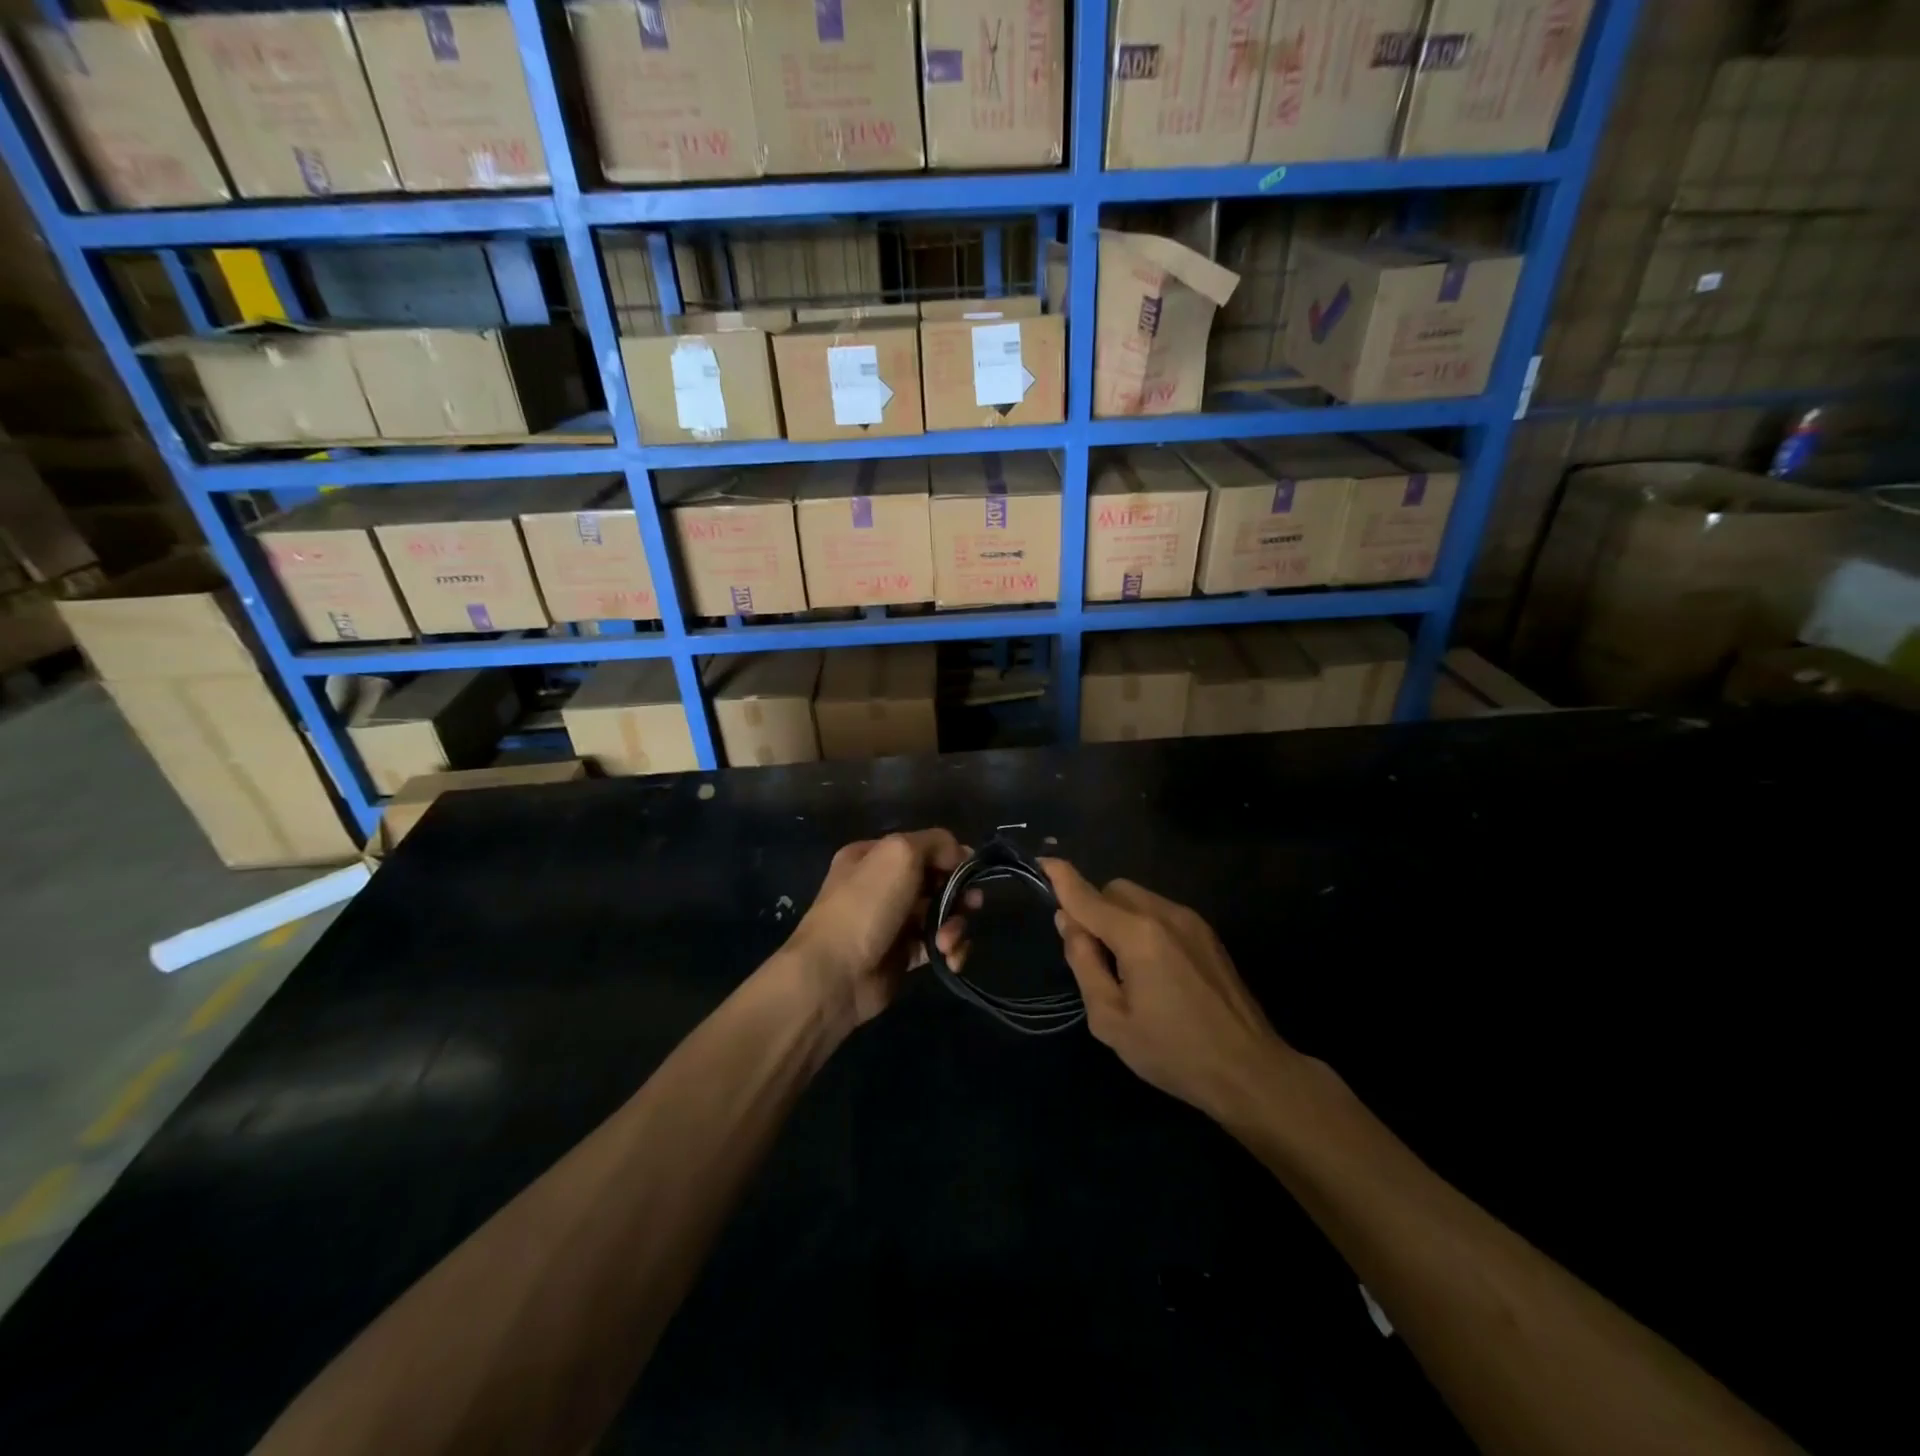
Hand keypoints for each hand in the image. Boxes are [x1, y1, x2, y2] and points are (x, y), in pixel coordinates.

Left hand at [785, 830, 974, 1028]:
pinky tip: (949, 958)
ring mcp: (893, 921)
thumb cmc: (866, 906)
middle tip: (971, 905)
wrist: (834, 975)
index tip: (969, 874)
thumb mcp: (899, 853)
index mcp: (874, 855)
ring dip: (955, 925)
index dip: (951, 858)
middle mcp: (883, 885)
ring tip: (947, 942)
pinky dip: (951, 950)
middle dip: (959, 894)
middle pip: (938, 881)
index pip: (925, 847)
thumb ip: (935, 843)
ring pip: (942, 914)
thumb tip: (961, 854)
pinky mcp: (904, 955)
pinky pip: (939, 944)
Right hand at [1040, 859, 1290, 1120]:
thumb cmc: (1173, 1052)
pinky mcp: (1207, 933)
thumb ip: (1084, 963)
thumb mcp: (1111, 1019)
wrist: (1249, 1070)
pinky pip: (1161, 911)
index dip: (1061, 878)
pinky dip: (1143, 924)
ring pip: (1138, 897)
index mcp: (1137, 935)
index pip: (1087, 896)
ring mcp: (1191, 920)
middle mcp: (1164, 914)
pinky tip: (1154, 969)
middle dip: (1094, 909)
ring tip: (1126, 968)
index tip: (1043, 861)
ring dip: (1119, 916)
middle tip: (1093, 957)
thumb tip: (1068, 922)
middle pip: (1114, 889)